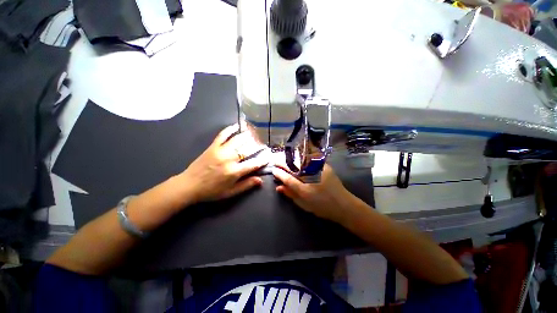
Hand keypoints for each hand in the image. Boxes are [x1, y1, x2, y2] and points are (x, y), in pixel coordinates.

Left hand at [179, 124, 268, 202]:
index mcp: (235, 172)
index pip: (254, 163)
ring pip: (238, 140)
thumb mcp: (231, 192)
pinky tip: (237, 126)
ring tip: (255, 133)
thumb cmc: (212, 191)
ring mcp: (221, 151)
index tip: (269, 156)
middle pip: (248, 149)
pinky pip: (223, 135)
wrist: (189, 186)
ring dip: (248, 136)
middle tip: (263, 144)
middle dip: (258, 146)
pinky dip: (230, 129)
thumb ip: (246, 185)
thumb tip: (260, 180)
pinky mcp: (213, 146)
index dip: (263, 160)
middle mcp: (230, 159)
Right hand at [272, 164, 356, 224]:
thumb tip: (278, 186)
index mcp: (305, 188)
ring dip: (291, 157)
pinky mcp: (324, 165)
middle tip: (276, 160)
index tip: (273, 169)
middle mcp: (311, 176)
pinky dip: (302, 156)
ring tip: (284, 157)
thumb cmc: (322, 206)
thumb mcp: (303, 204)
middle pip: (293, 165)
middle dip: (283, 161)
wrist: (343, 204)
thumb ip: (290, 194)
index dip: (279, 173)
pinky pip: (310, 157)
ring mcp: (319, 168)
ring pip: (301, 159)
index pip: (288, 177)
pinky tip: (297, 156)